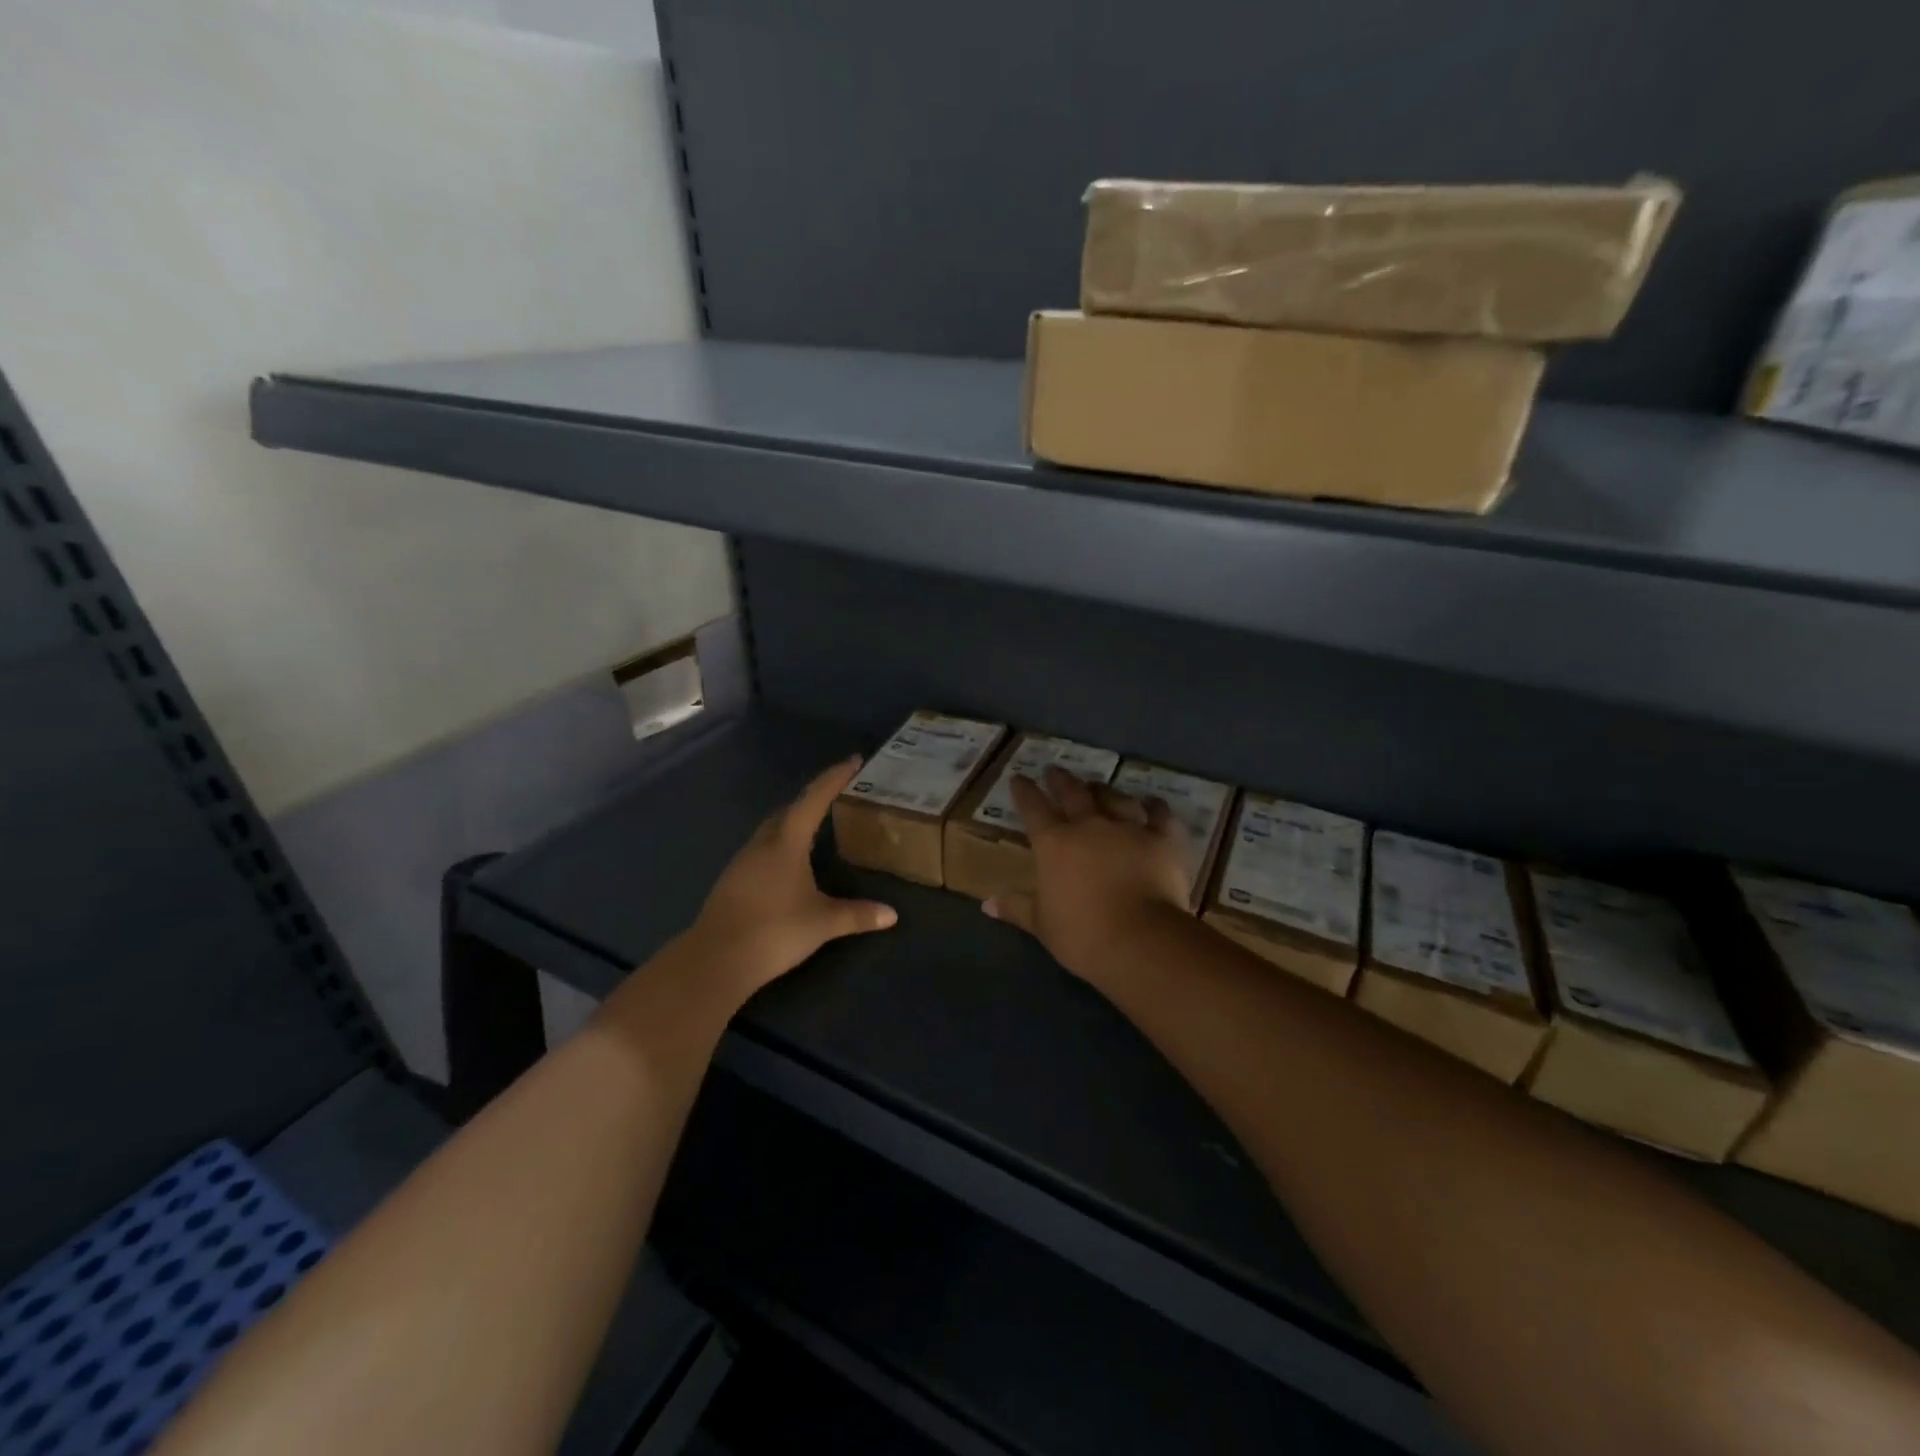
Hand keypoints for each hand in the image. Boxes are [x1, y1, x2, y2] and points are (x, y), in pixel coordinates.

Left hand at [688, 757, 897, 1000]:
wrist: (716, 960)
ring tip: (814, 828)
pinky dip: (779, 846)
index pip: (815, 799)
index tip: (853, 760)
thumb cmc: (774, 931)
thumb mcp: (823, 923)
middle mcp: (762, 844)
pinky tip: (787, 865)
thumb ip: (857, 915)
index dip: (835, 778)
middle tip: (835, 796)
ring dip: (793, 822)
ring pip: (771, 830)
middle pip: (789, 810)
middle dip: (812, 799)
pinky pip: (761, 851)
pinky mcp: (732, 881)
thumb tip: (892, 915)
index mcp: (786, 842)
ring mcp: (742, 862)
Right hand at [983, 766, 1190, 982]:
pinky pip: (1160, 814)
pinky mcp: (1163, 838)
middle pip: (1072, 793)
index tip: (1019, 778)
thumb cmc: (1082, 934)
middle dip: (1060, 780)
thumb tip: (987, 904)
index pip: (1033, 808)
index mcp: (1054, 843)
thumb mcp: (1041, 924)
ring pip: (1114, 797)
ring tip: (1097, 785)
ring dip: (1103, 789)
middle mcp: (1089, 825)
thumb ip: (1016, 908)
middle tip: (1054, 770)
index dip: (1024, 791)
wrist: (1141, 939)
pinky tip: (1152, 802)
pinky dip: (1155, 806)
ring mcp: (1129, 828)